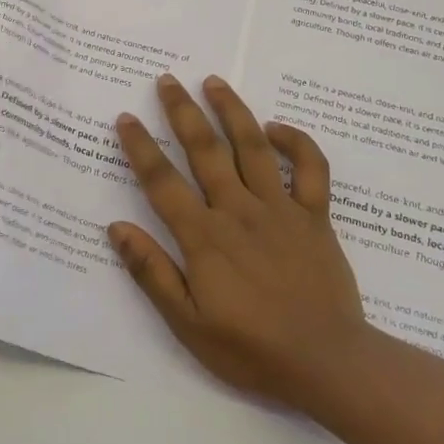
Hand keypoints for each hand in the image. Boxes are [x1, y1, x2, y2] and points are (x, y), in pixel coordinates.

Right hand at [110, 74, 366, 408]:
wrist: (327, 363)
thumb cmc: (251, 349)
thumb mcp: (188, 324)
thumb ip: (152, 273)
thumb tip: (116, 228)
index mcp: (204, 237)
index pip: (162, 181)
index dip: (140, 147)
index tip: (126, 117)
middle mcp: (238, 210)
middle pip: (205, 149)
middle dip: (182, 111)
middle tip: (167, 80)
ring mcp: (280, 208)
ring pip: (252, 146)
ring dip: (232, 110)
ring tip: (214, 81)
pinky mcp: (315, 215)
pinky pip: (310, 168)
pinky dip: (296, 142)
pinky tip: (277, 127)